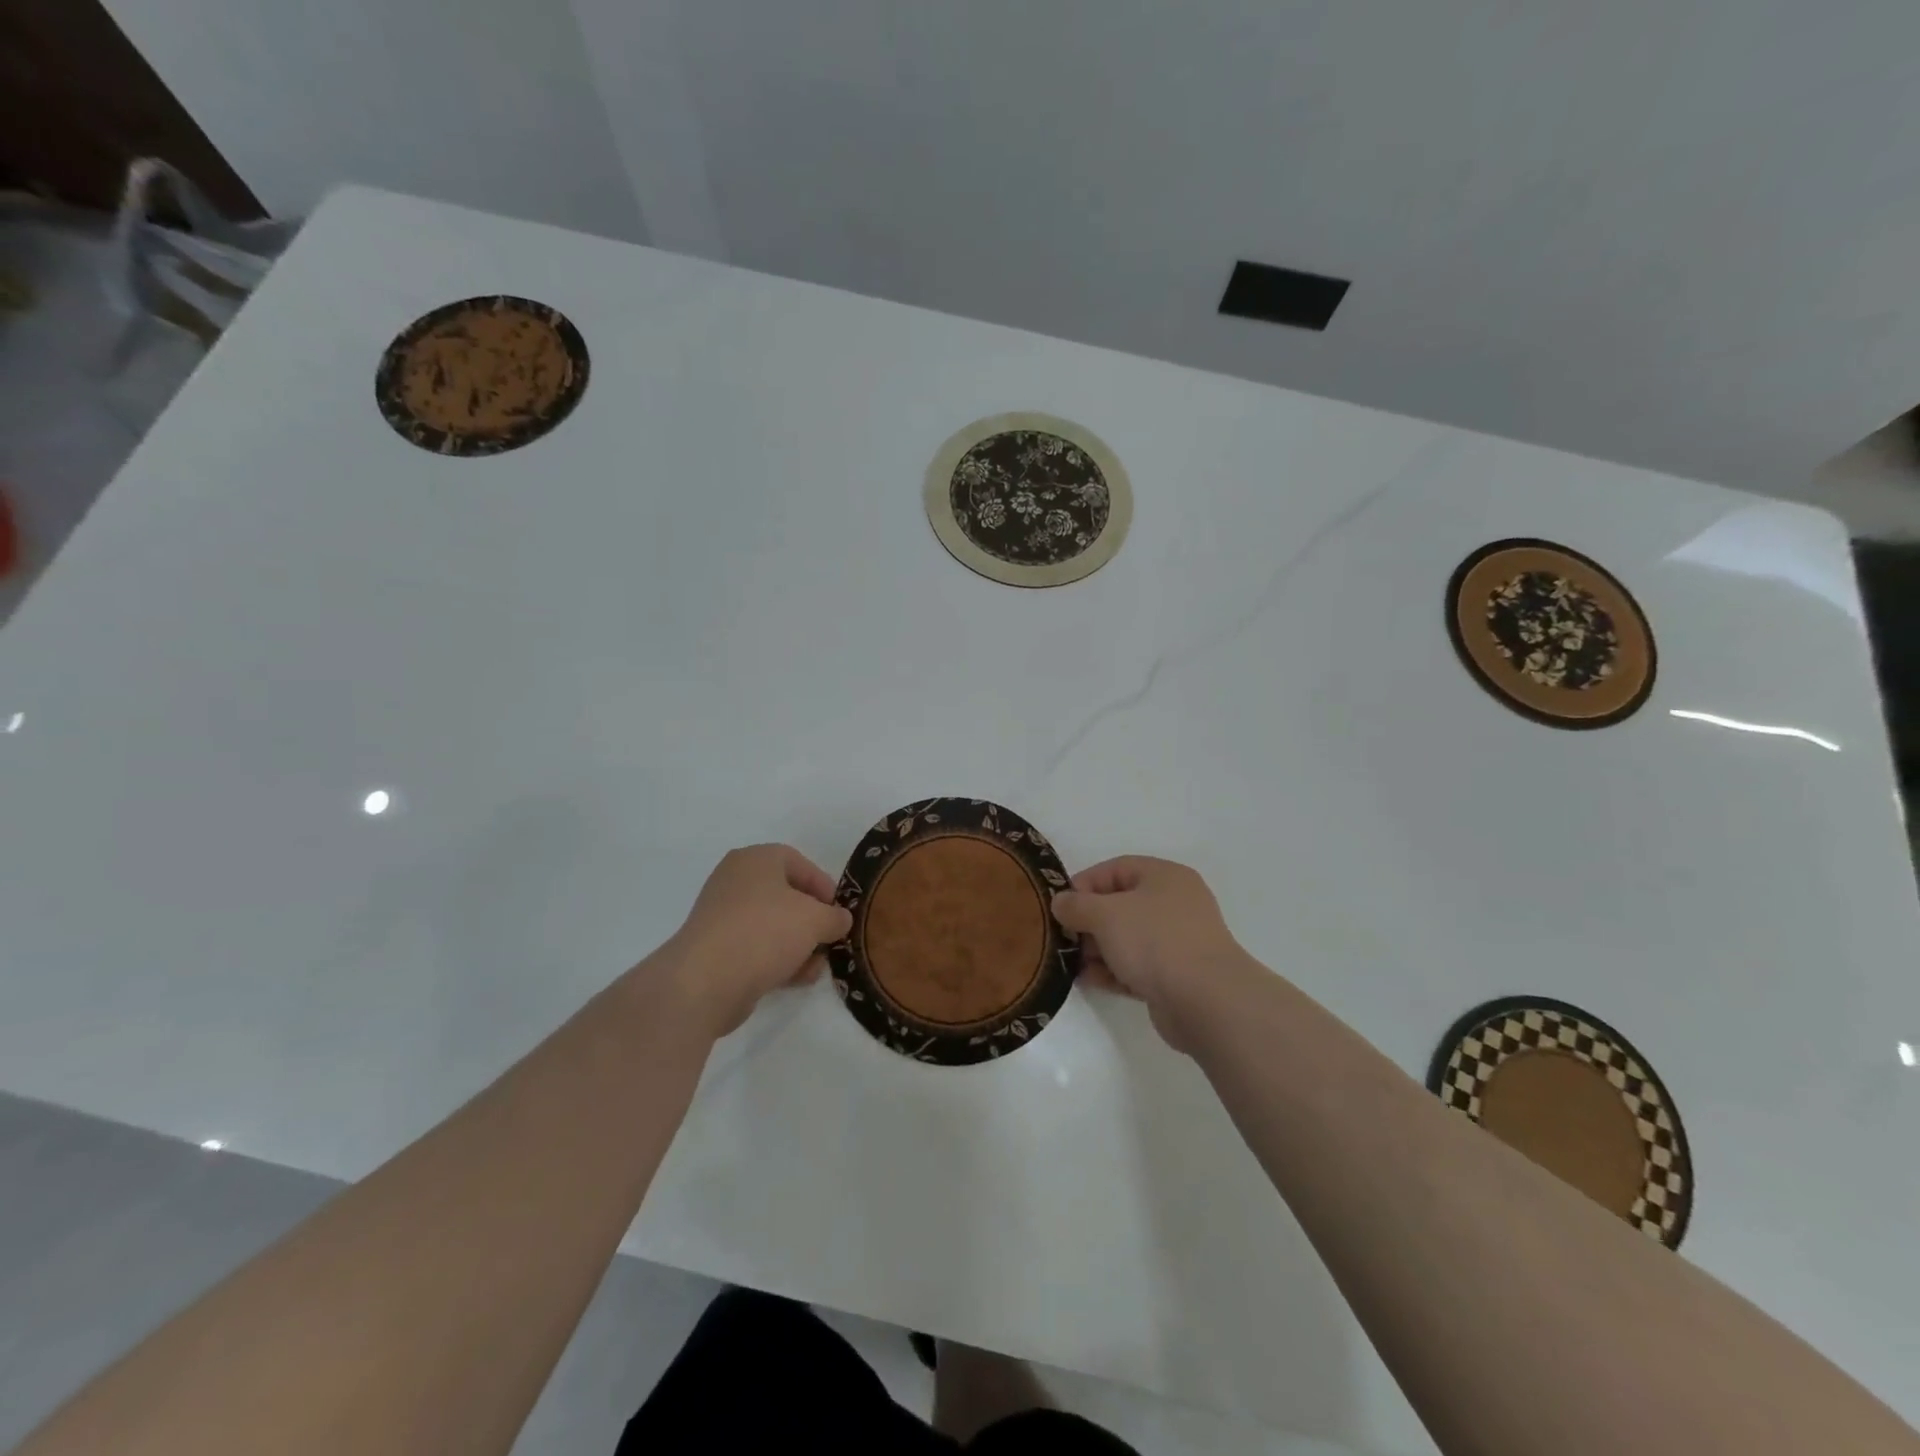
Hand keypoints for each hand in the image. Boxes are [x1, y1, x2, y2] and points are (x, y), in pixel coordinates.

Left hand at [661, 844, 852, 1037]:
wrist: (705, 982)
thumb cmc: (764, 933)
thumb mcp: (815, 920)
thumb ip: (835, 917)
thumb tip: (840, 920)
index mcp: (756, 859)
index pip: (799, 862)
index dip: (824, 886)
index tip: (838, 912)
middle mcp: (736, 881)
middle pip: (786, 896)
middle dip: (812, 920)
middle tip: (829, 940)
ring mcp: (722, 916)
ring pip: (772, 925)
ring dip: (798, 944)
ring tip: (815, 967)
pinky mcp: (716, 949)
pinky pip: (756, 947)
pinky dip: (777, 959)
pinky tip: (795, 979)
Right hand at [1051, 856, 1253, 1052]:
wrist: (1206, 1001)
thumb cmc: (1155, 942)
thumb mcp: (1106, 915)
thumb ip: (1077, 905)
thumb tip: (1060, 902)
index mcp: (1164, 877)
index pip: (1115, 869)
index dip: (1084, 884)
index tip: (1059, 907)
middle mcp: (1174, 904)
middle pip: (1120, 905)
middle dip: (1088, 922)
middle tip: (1064, 938)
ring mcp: (1178, 941)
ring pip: (1127, 938)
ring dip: (1098, 949)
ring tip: (1071, 963)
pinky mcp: (1176, 976)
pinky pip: (1137, 966)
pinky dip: (1113, 970)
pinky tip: (1090, 980)